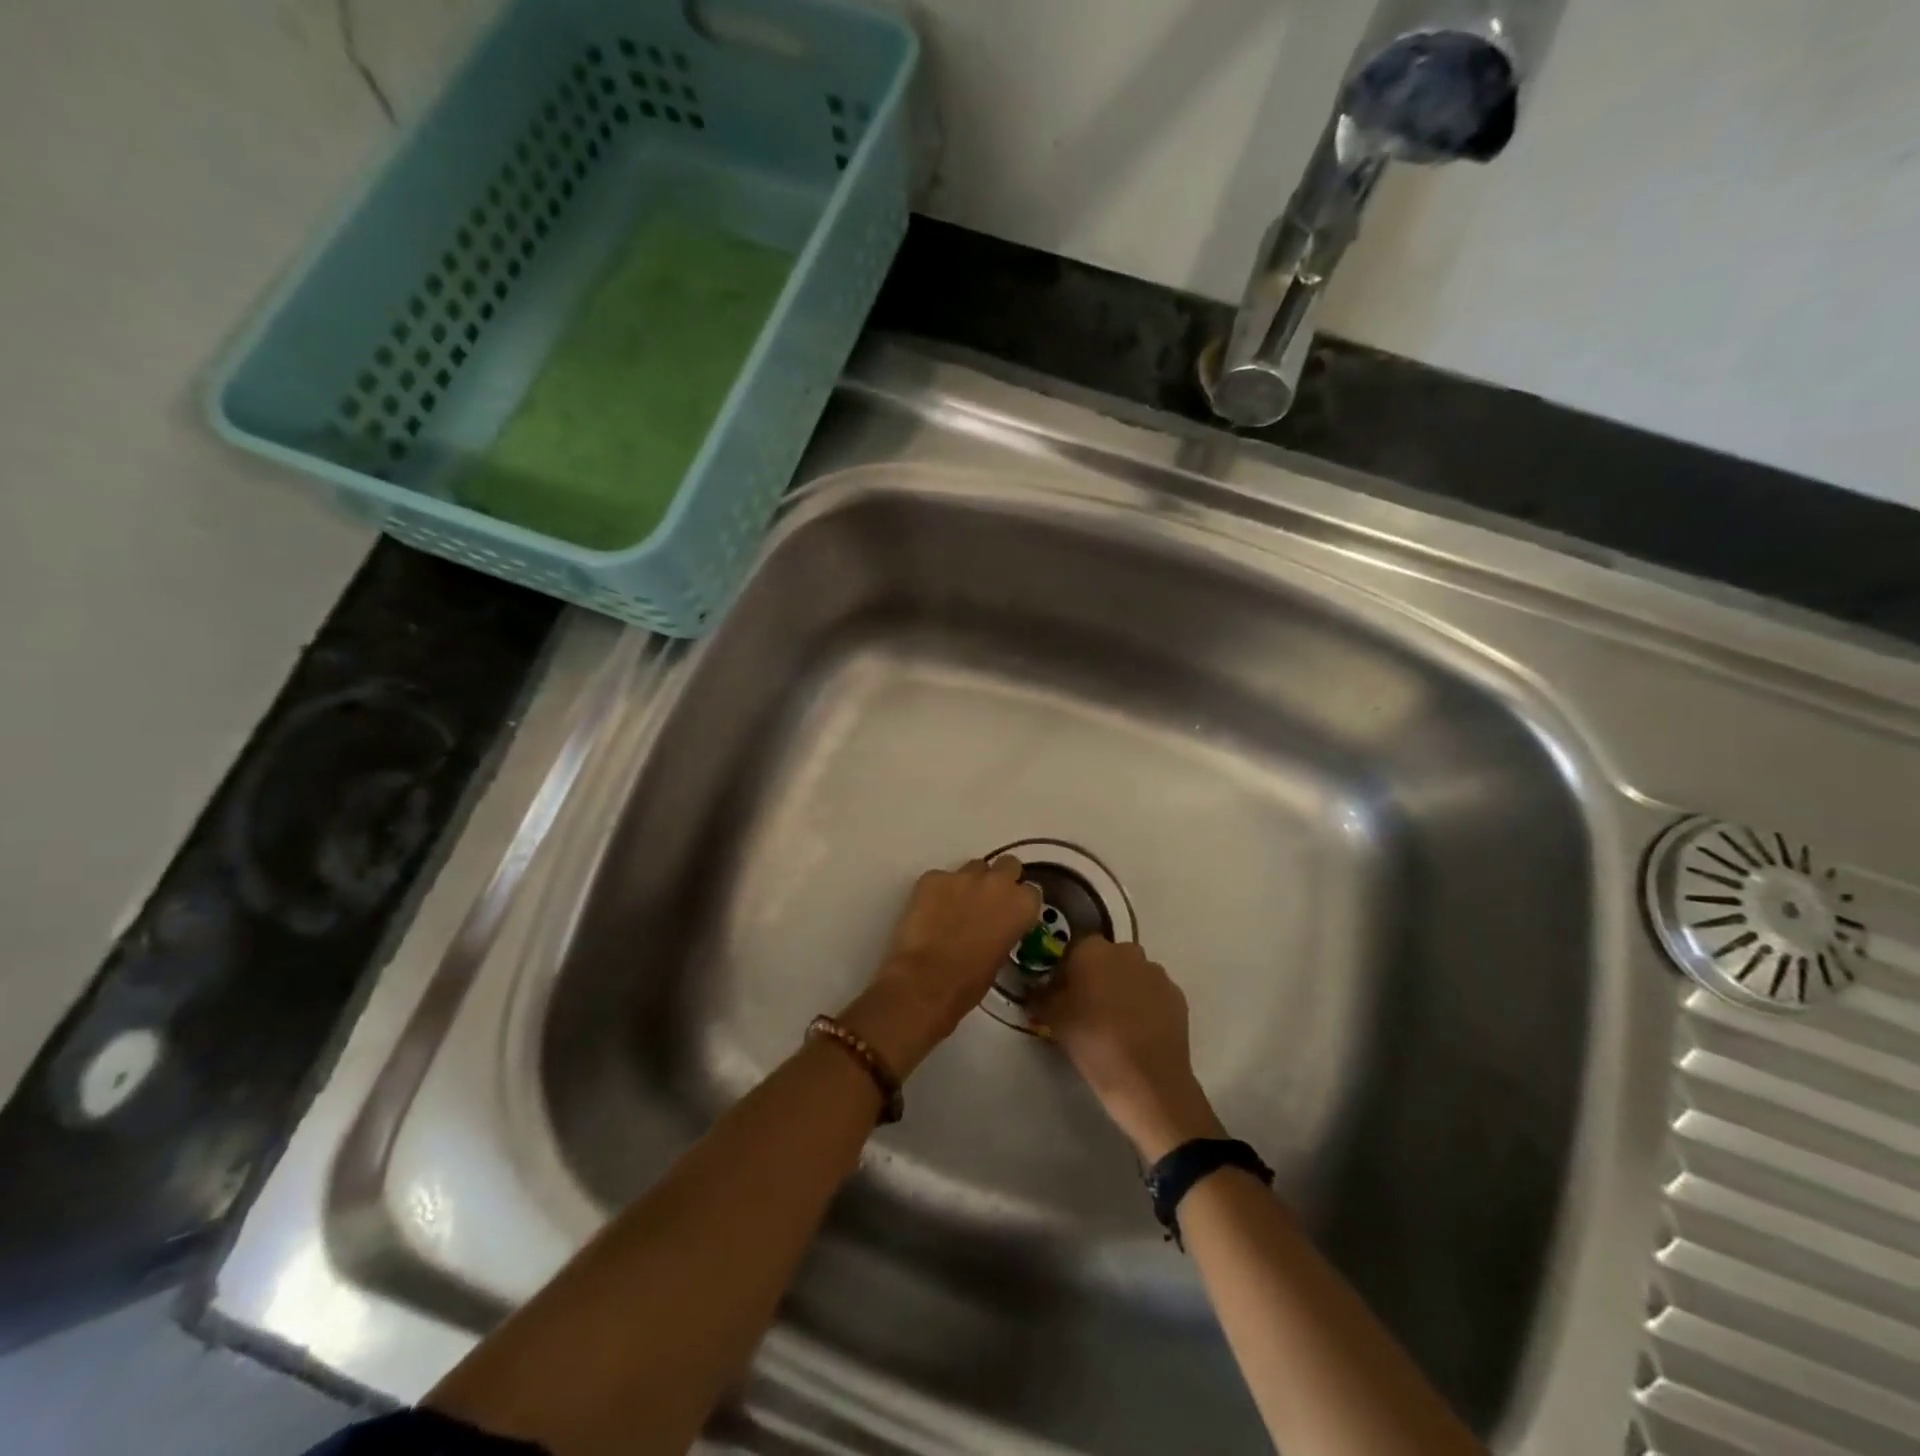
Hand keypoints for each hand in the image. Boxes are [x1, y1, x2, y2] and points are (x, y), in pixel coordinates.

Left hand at [839, 857, 1040, 1078]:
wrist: (927, 980)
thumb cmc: (970, 982)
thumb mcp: (1001, 956)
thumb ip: (1004, 930)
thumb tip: (995, 926)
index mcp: (1021, 905)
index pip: (1031, 891)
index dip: (1019, 901)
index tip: (1011, 912)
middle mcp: (997, 882)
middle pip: (1007, 864)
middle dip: (1000, 878)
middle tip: (987, 900)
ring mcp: (963, 876)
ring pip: (973, 867)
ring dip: (969, 882)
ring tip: (954, 906)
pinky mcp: (933, 877)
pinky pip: (940, 878)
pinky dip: (937, 890)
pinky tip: (929, 910)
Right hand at [1032, 936, 1224, 1161]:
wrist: (1147, 1081)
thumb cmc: (1093, 1042)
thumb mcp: (1052, 1019)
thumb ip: (1040, 995)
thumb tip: (1035, 987)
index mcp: (1092, 950)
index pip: (1073, 949)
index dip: (1066, 969)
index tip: (1061, 992)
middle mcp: (1126, 951)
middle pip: (1104, 958)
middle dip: (1096, 976)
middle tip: (1086, 1007)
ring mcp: (1156, 972)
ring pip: (1131, 974)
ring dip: (1122, 989)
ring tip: (1115, 1022)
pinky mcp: (1177, 995)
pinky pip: (1152, 992)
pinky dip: (1144, 1004)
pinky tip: (1138, 1031)